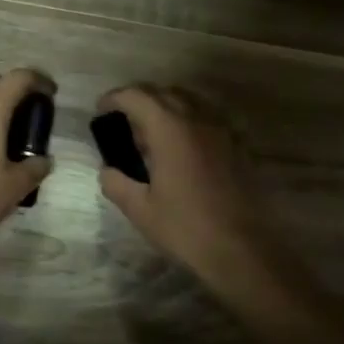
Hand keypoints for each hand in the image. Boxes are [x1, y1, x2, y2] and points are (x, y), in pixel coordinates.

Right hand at [95, 85, 283, 289]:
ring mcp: (223, 131)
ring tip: (153, 132)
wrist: (242, 250)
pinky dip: (190, 121)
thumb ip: (116, 182)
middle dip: (140, 99)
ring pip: (190, 101)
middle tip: (123, 119)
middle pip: (164, 92)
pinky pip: (209, 119)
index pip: (137, 96)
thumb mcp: (139, 209)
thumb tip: (108, 170)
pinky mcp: (239, 146)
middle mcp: (198, 120)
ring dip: (167, 106)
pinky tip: (184, 147)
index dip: (115, 98)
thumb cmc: (185, 228)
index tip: (101, 110)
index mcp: (170, 130)